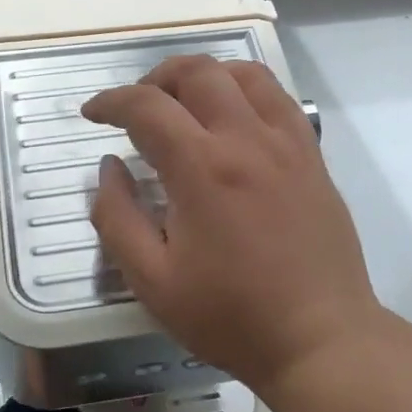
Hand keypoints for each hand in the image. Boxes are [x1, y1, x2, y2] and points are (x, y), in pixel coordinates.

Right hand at [82, 56, 385, 394]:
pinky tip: (235, 118)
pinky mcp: (313, 158)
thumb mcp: (153, 281)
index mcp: (202, 168)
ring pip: (245, 74)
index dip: (111, 102)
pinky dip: (247, 90)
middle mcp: (247, 139)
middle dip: (156, 77)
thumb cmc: (230, 316)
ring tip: (184, 102)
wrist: (319, 339)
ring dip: (205, 75)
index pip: (147, 107)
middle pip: (198, 72)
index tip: (92, 114)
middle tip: (137, 106)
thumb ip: (118, 217)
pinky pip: (280, 99)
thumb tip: (109, 167)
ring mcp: (288, 144)